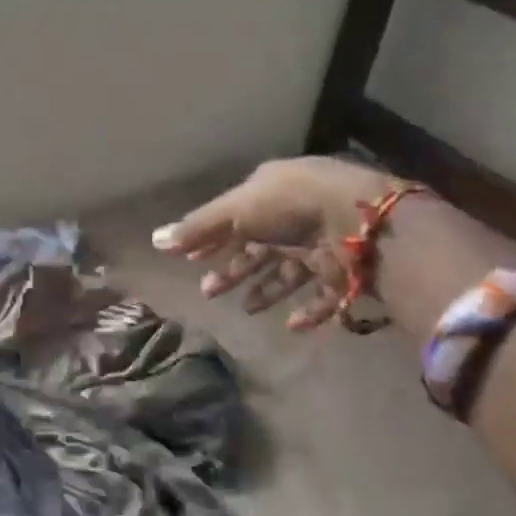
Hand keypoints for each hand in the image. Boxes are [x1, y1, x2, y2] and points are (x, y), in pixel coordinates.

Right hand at [152, 157, 389, 329]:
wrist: (360, 221)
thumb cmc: (289, 205)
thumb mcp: (236, 211)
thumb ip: (198, 228)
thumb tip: (154, 240)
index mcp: (272, 191)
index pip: (236, 218)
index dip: (213, 240)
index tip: (192, 262)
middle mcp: (297, 215)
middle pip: (258, 248)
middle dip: (233, 270)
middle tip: (208, 293)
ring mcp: (322, 243)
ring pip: (288, 272)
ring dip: (265, 290)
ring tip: (247, 309)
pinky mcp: (345, 272)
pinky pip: (322, 295)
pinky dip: (306, 309)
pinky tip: (290, 324)